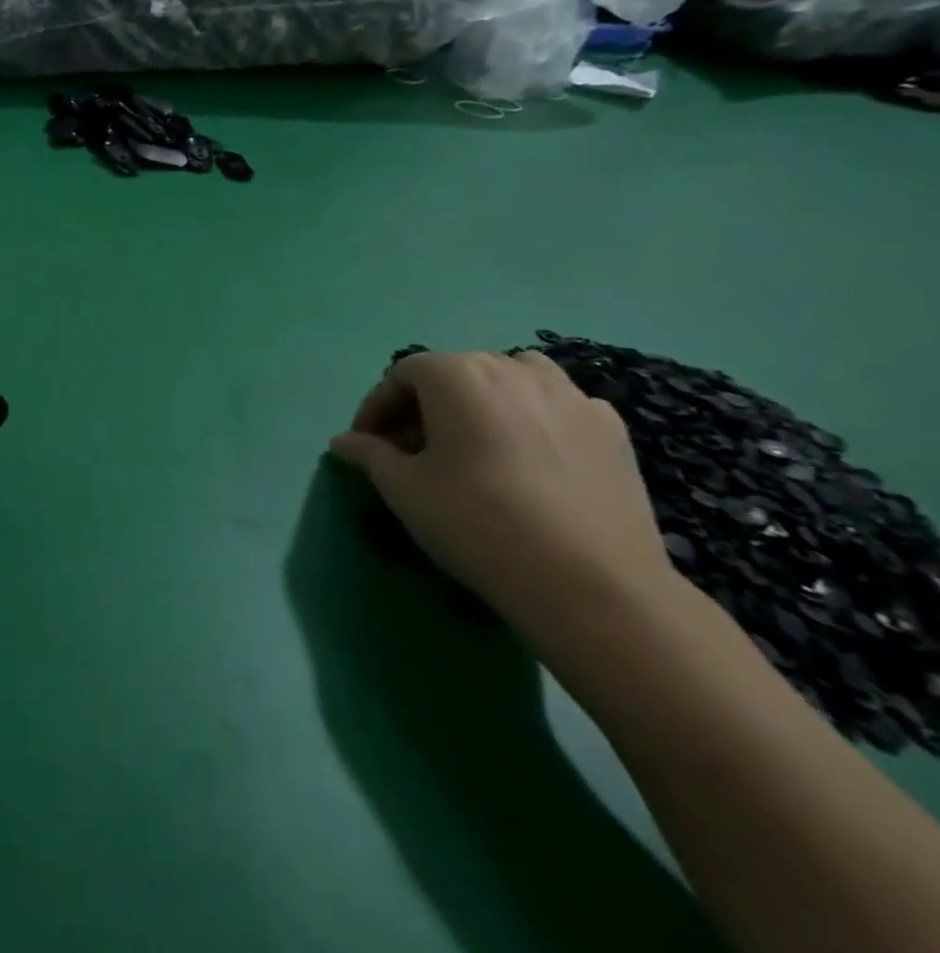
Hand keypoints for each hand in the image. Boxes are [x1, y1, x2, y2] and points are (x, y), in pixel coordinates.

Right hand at [329, 351, 679, 640]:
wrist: (590, 583)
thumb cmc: (477, 523)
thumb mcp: (403, 489)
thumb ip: (369, 454)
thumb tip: (343, 441)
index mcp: (458, 375)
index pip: (403, 374)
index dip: (377, 407)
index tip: (366, 444)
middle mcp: (514, 369)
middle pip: (455, 372)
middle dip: (423, 406)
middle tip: (409, 451)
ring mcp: (571, 395)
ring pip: (509, 379)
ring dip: (478, 403)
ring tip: (469, 446)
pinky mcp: (610, 428)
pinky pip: (554, 406)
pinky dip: (528, 419)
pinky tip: (524, 462)